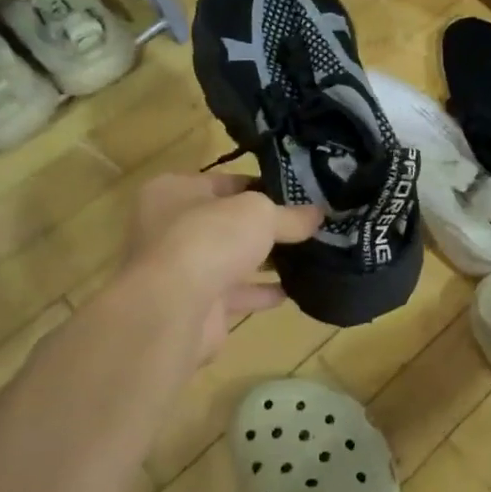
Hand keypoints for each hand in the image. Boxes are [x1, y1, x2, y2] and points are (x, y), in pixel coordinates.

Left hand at [118, 172, 321, 364]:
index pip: (227, 182)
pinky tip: (295, 289)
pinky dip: (262, 292)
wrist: (173, 309)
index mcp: (174, 191)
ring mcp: (180, 270)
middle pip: (228, 222)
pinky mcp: (194, 306)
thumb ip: (291, 215)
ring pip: (231, 259)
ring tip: (308, 255)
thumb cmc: (210, 239)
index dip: (264, 186)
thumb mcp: (260, 213)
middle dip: (265, 226)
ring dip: (265, 261)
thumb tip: (319, 214)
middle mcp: (170, 228)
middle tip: (308, 225)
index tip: (300, 195)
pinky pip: (236, 294)